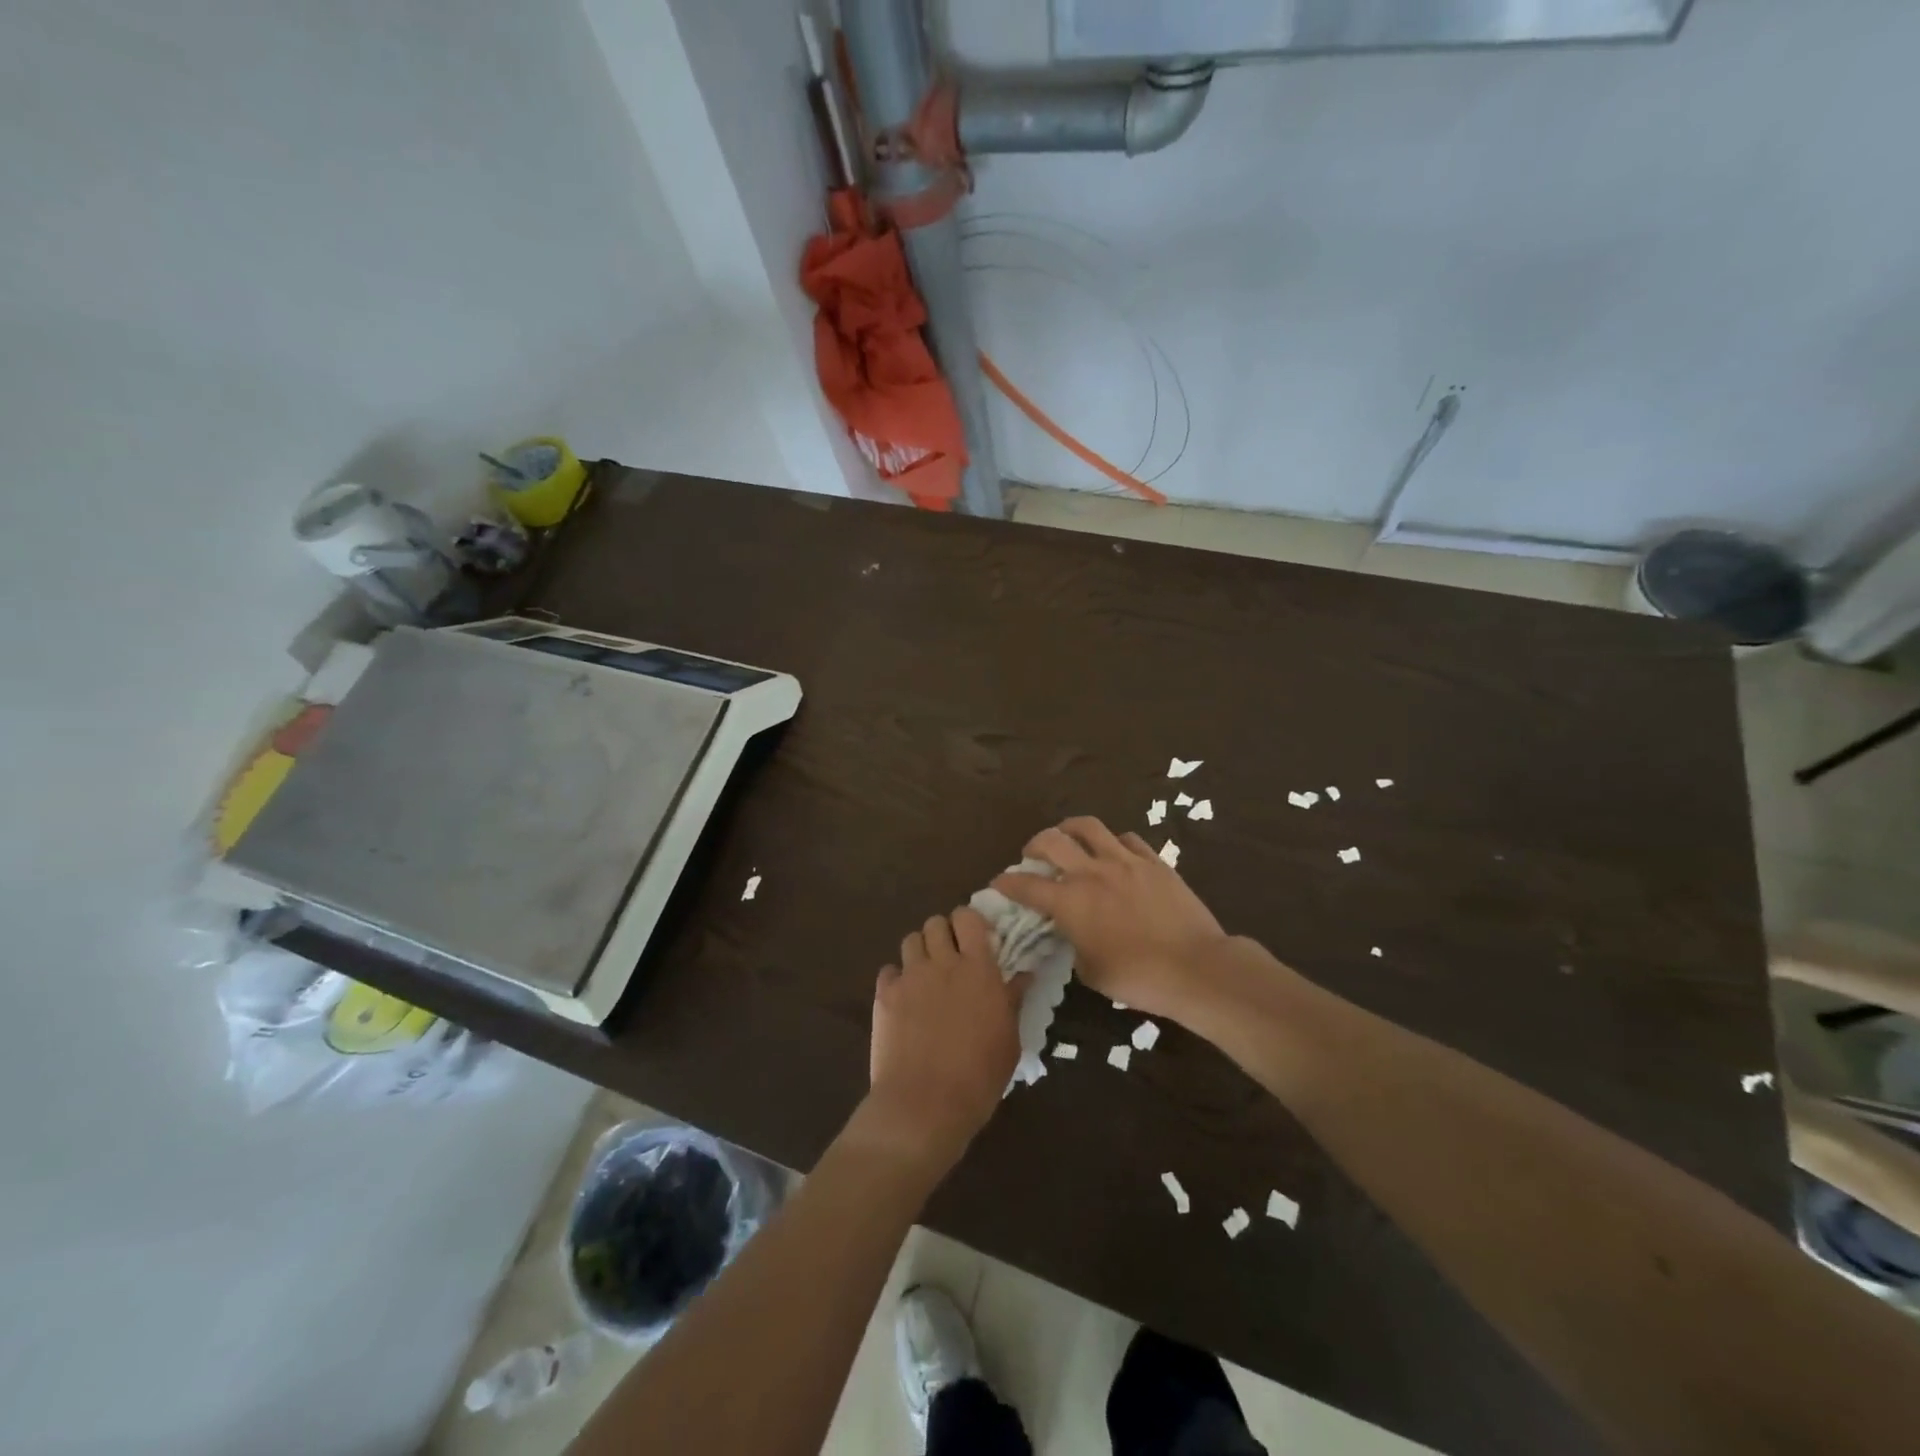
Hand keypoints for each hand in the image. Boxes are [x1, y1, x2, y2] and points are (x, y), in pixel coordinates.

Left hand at [857, 908, 1025, 1179]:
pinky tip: (904, 999)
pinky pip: (889, 970)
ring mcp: (910, 976)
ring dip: (920, 951)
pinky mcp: (884, 995)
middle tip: (950, 958)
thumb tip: (1024, 974)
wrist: (925, 1105)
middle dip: (943, 934)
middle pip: (936, 922)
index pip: (969, 918)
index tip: (974, 939)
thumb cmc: (978, 1077)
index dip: (969, 923)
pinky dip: (896, 978)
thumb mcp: (1009, 1040)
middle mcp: (942, 962)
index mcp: (978, 968)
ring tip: (926, 975)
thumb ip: (1013, 1000)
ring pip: (911, 939)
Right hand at [993, 817, 1228, 1020]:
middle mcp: (1091, 872)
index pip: (1026, 885)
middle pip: (1051, 840)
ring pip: (1088, 826)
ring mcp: (1124, 861)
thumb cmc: (1137, 977)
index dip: (1007, 882)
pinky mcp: (1153, 861)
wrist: (1194, 967)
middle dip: (1034, 844)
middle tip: (1032, 855)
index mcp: (1070, 902)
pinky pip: (1127, 838)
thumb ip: (1073, 943)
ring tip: (1068, 836)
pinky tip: (1114, 852)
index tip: (999, 882)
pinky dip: (1112, 842)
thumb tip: (1072, 930)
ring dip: (1069, 829)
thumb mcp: (1090, 970)